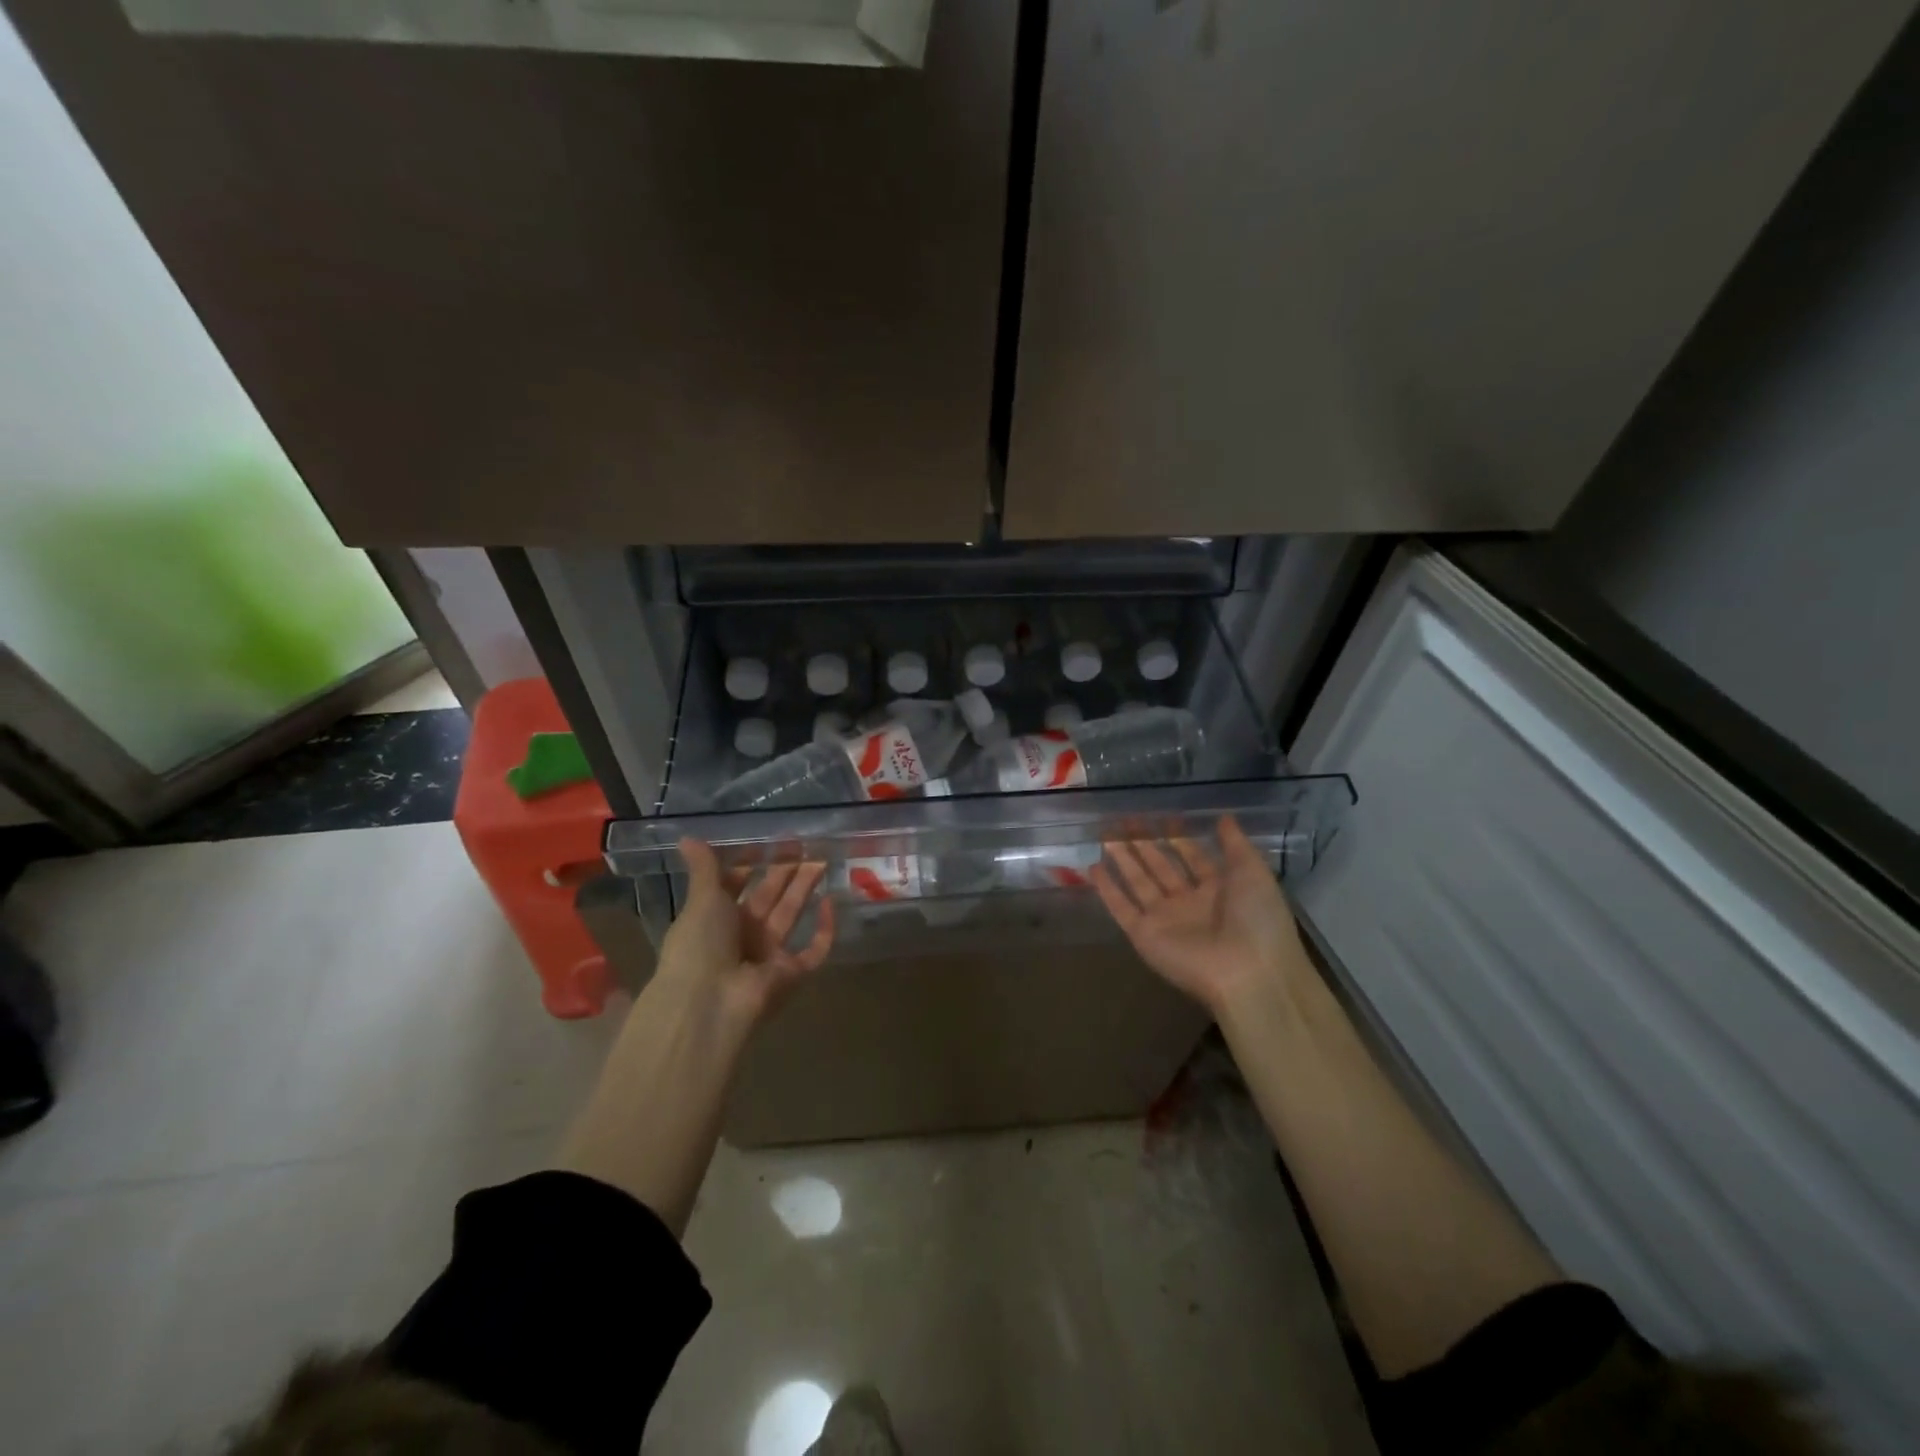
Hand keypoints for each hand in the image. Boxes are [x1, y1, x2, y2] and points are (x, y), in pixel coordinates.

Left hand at [655, 838, 835, 1024]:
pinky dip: (824, 930)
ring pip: (790, 914)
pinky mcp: (791, 974)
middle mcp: (741, 936)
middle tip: (804, 844)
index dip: (749, 864)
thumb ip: (704, 868)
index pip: (734, 886)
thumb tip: (687, 837)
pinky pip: (813, 950)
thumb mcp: (701, 900)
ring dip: (804, 888)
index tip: (766, 843)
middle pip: (767, 897)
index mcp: (714, 919)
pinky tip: (830, 903)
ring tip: (822, 859)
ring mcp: (767, 955)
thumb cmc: (699, 946)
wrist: (709, 1003)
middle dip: (784, 871)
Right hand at [1091, 816, 1311, 1015]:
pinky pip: (1122, 908)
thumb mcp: (1253, 872)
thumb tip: (1223, 816)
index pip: (1194, 859)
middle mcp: (1190, 904)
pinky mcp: (1144, 935)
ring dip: (1123, 860)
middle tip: (1125, 821)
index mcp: (1220, 890)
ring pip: (1139, 883)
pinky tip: (1093, 868)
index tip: (1161, 817)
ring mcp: (1165, 920)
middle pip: (1162, 868)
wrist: (1248, 971)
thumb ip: (1235, 844)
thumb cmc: (1257, 918)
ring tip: (1105, 836)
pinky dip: (1107, 889)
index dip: (1179, 839)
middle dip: (1145, 845)